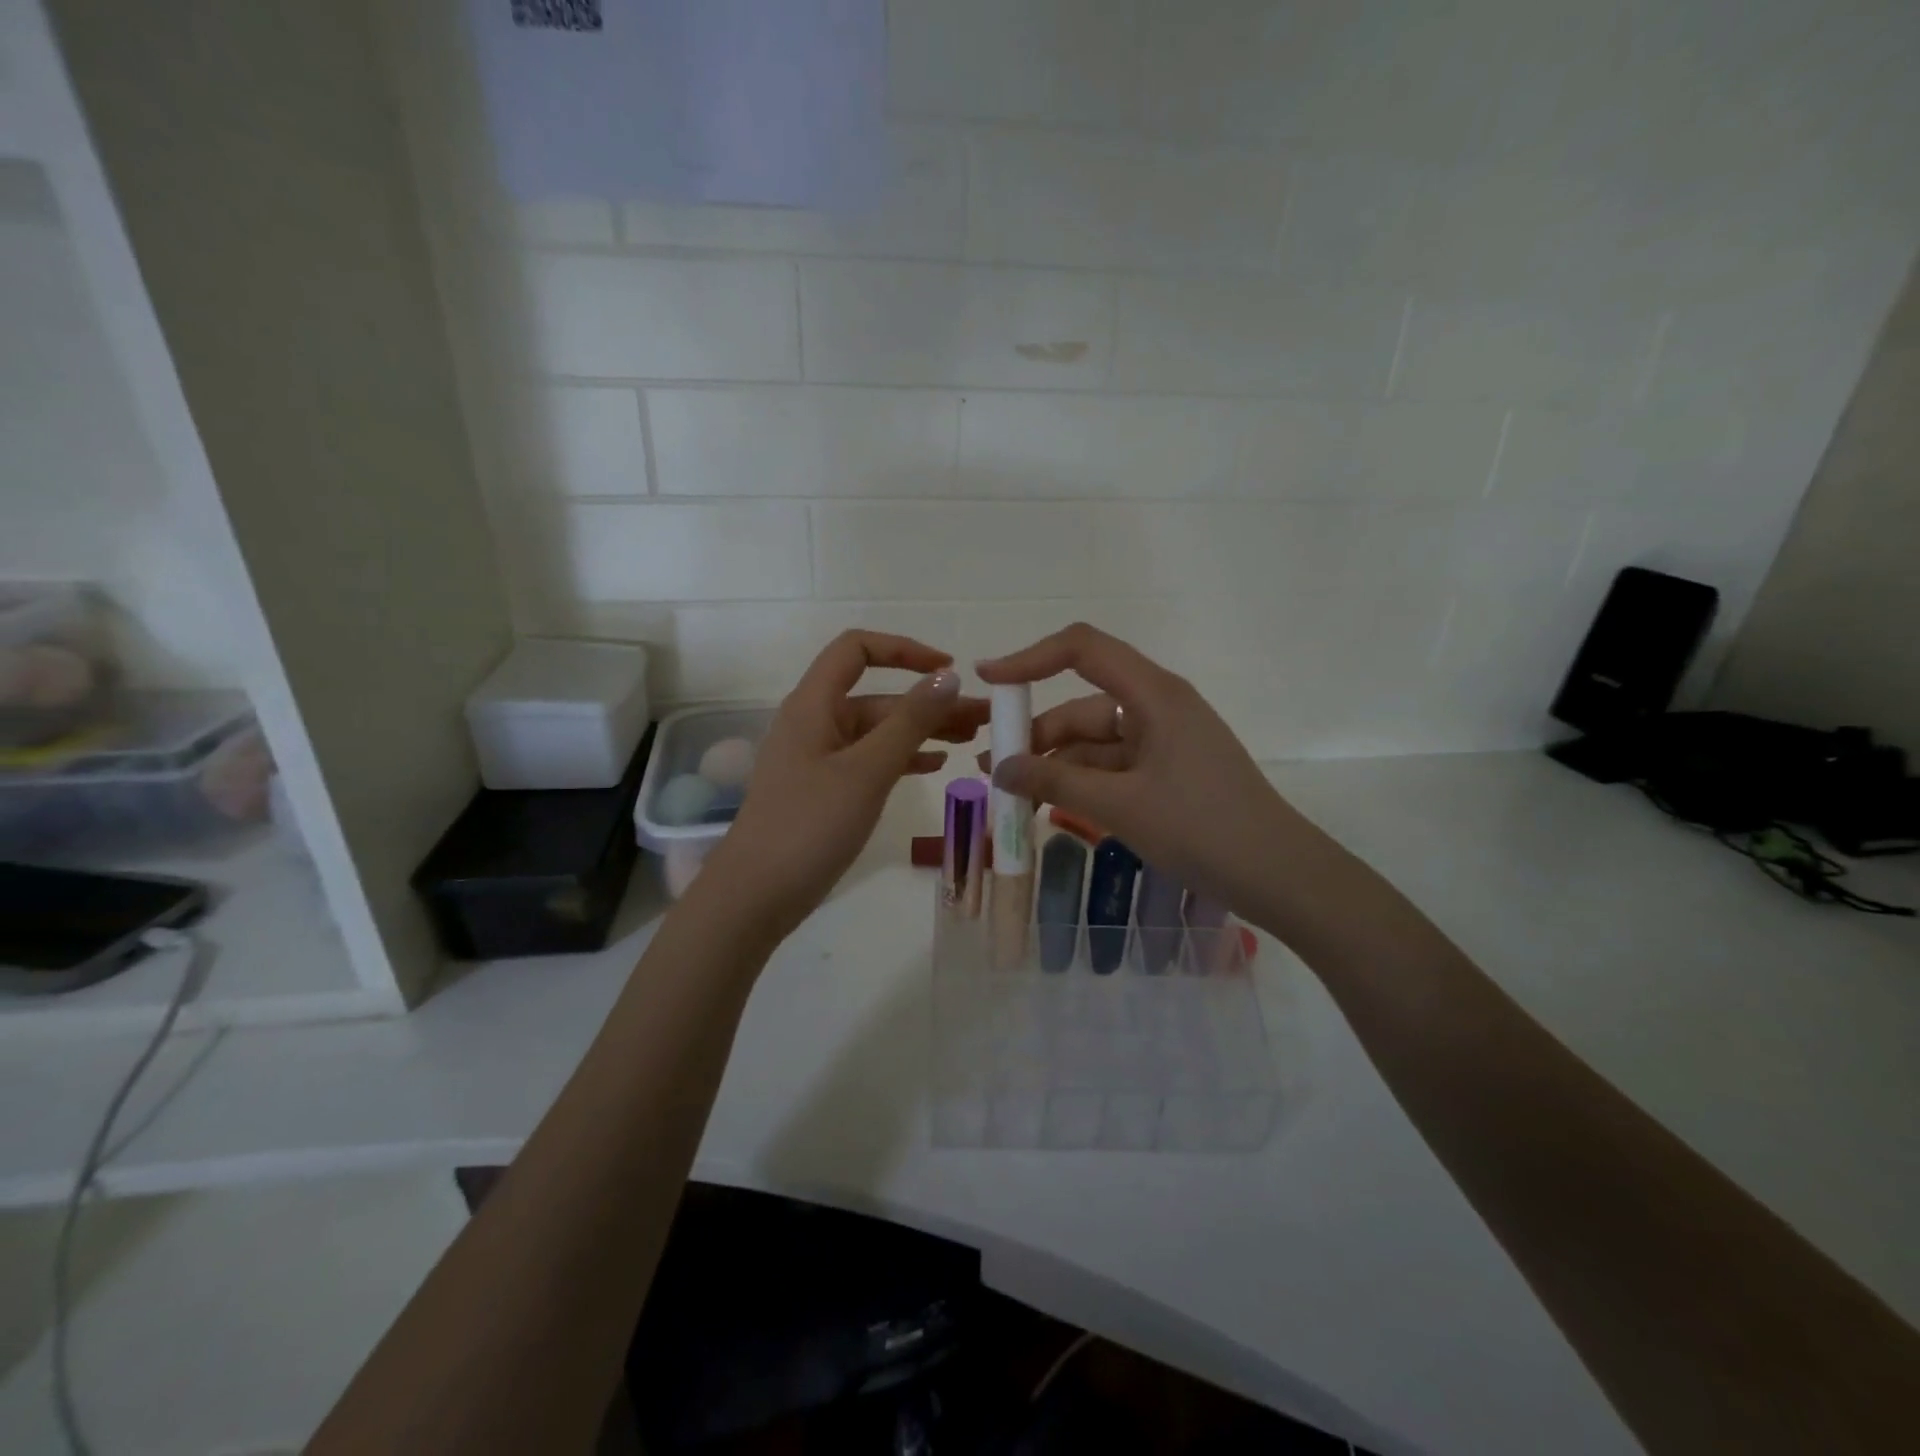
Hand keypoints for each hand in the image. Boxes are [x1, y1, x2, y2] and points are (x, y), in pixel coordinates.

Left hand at [699, 631, 987, 938]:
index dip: (905, 650)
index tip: (950, 671)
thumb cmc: (810, 825)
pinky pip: (870, 760)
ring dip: (922, 731)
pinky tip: (935, 765)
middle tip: (983, 718)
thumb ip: (910, 721)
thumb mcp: (867, 770)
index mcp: (814, 704)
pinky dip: (902, 758)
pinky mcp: (825, 789)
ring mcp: (819, 758)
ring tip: (971, 740)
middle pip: (877, 695)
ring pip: (878, 731)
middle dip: (929, 701)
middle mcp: (815, 722)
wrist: (756, 896)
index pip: (857, 649)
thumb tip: (948, 677)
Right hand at [977, 623, 1296, 917]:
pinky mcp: (1168, 772)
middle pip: (1083, 704)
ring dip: (1055, 763)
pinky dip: (1081, 782)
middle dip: (1037, 732)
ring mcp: (1164, 741)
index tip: (988, 680)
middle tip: (993, 766)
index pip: (1082, 650)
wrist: (1280, 877)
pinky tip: (1051, 806)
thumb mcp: (1120, 805)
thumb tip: (1001, 769)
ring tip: (1014, 795)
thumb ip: (1055, 781)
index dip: (1030, 658)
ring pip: (1095, 740)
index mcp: (1154, 695)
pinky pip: (1113, 766)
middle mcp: (1158, 707)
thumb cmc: (1202, 829)